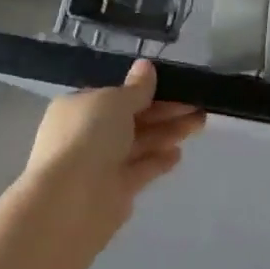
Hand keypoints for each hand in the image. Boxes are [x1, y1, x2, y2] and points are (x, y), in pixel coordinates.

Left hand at [22, 60, 204, 243]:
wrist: (70, 202)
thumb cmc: (88, 137)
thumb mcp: (115, 102)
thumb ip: (136, 88)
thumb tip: (145, 66)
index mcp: (80, 107)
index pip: (117, 95)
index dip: (147, 90)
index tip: (177, 86)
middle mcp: (87, 134)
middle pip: (132, 119)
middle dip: (165, 111)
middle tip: (198, 104)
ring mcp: (100, 164)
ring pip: (139, 143)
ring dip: (167, 132)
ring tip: (199, 123)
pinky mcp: (115, 191)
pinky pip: (140, 169)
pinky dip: (158, 161)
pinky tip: (178, 154)